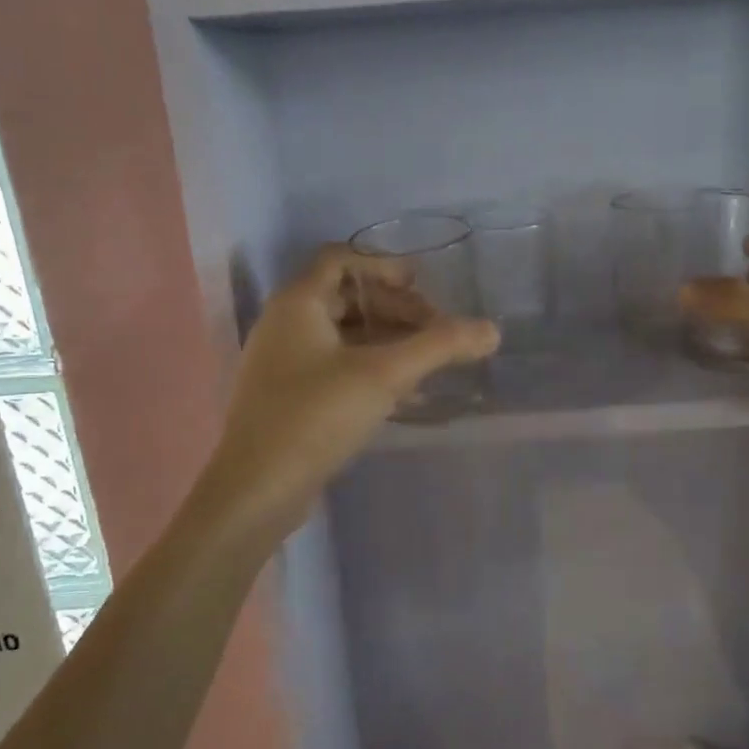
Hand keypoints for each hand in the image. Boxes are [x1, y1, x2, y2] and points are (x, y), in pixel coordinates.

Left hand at [191, 247, 498, 541]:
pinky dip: (368, 366)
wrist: (257, 490)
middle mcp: (284, 324)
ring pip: (342, 333)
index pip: (341, 259)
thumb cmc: (315, 417)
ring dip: (385, 339)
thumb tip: (492, 330)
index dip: (383, 266)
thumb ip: (439, 347)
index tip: (422, 287)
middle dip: (394, 308)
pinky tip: (400, 391)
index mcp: (297, 303)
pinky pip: (334, 364)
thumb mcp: (384, 375)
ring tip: (425, 362)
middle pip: (345, 296)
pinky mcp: (287, 396)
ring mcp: (282, 362)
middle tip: (434, 332)